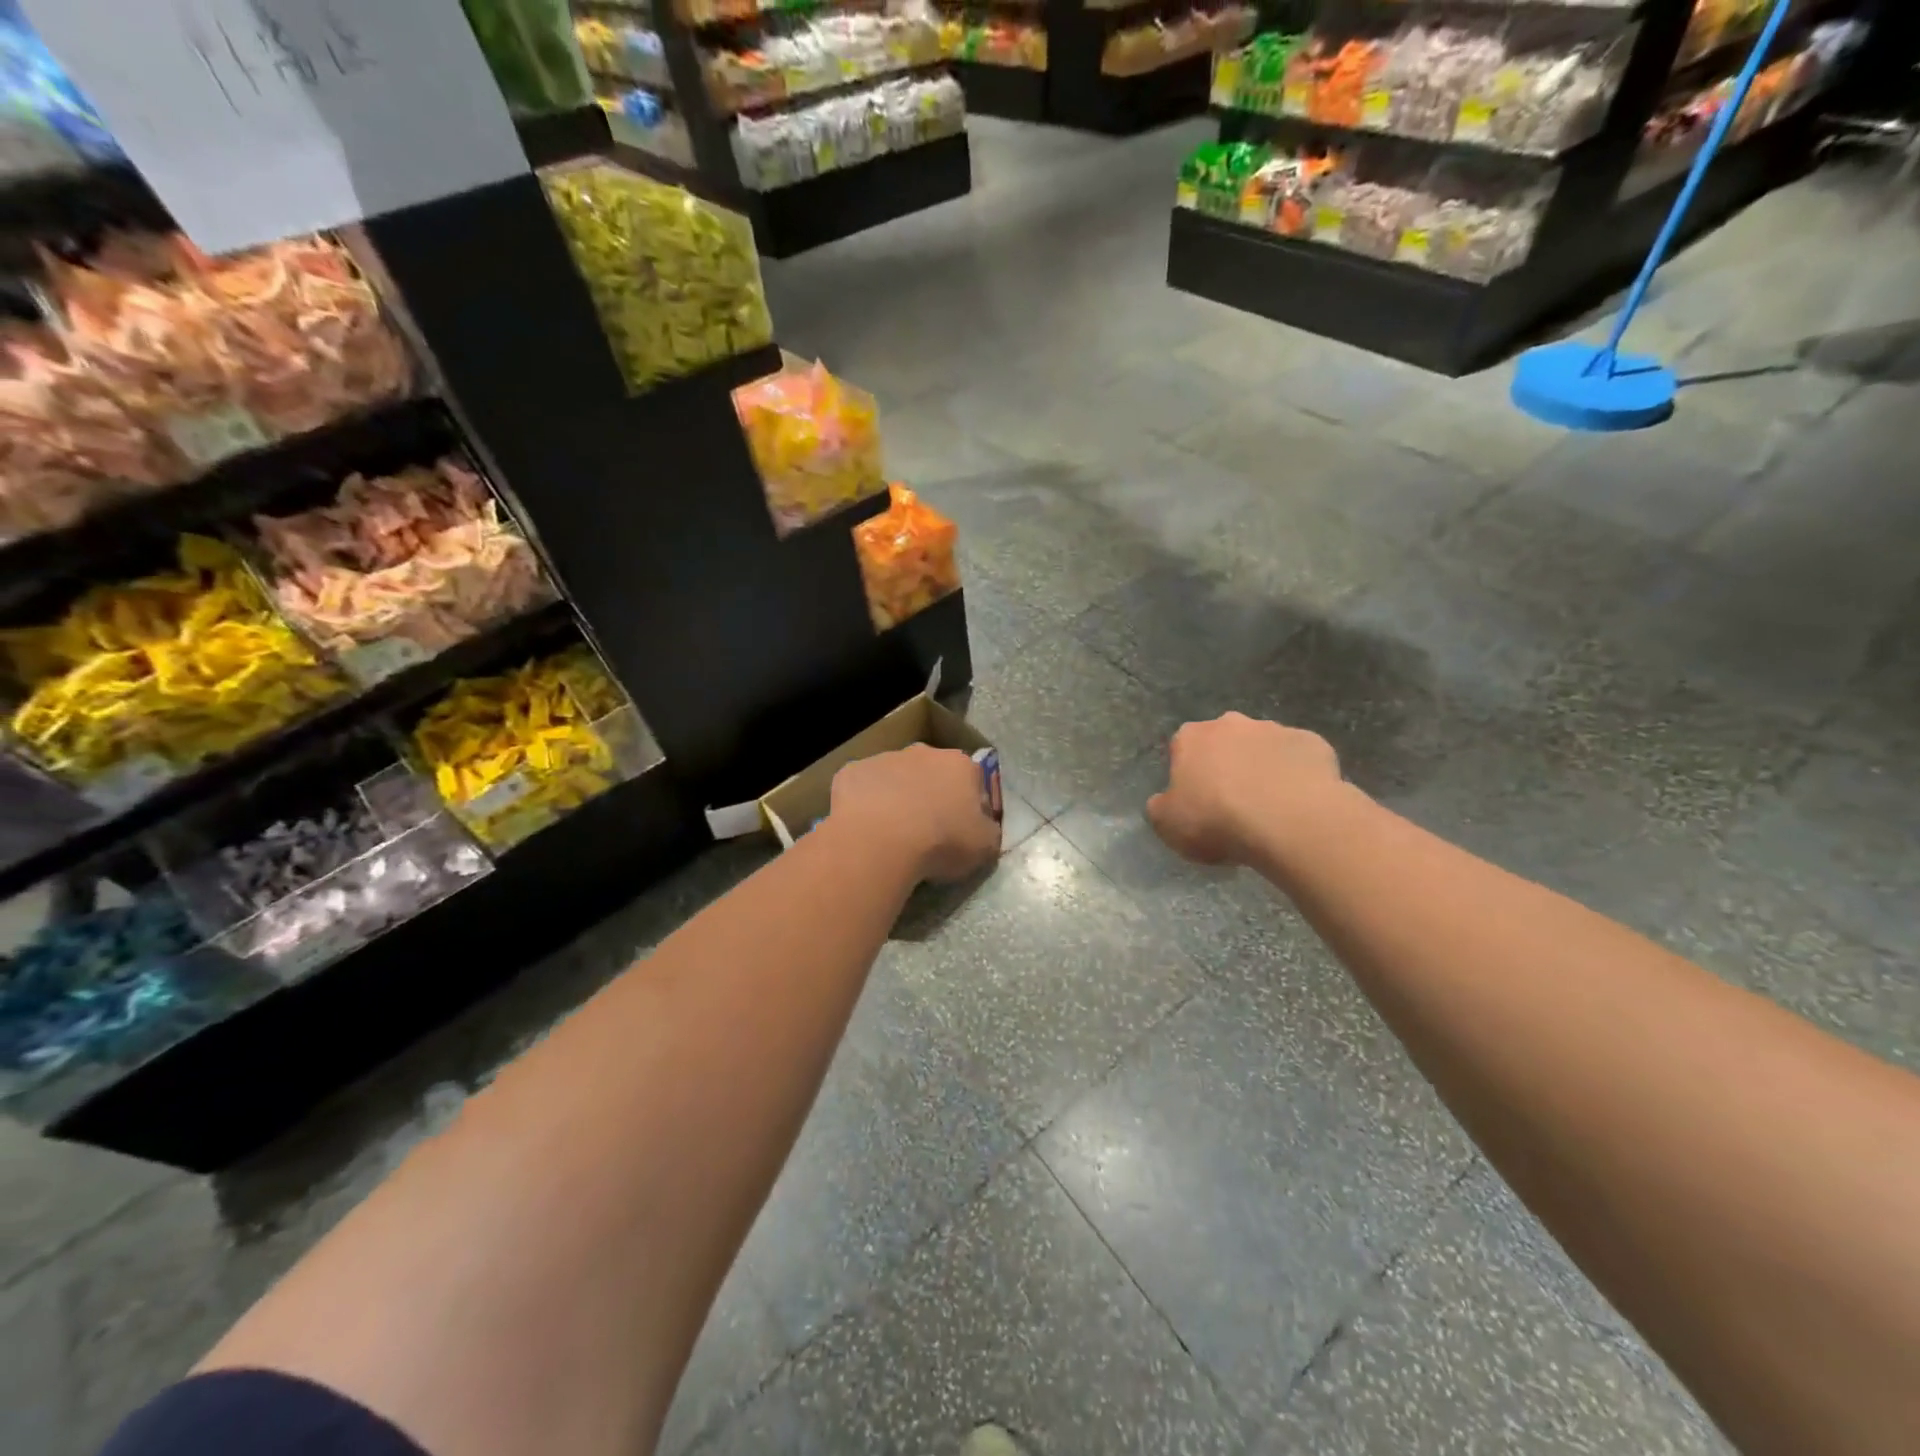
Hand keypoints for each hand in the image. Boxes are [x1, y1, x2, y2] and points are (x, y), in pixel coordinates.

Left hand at [830, 744, 1001, 882]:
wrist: (881, 840)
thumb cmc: (941, 841)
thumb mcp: (985, 847)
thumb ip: (989, 831)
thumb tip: (983, 827)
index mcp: (961, 765)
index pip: (974, 781)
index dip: (970, 806)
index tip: (962, 830)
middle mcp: (924, 752)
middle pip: (933, 773)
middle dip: (931, 795)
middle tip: (926, 831)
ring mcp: (884, 758)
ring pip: (895, 777)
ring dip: (896, 797)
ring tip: (891, 833)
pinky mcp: (852, 771)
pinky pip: (863, 787)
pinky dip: (865, 803)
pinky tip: (864, 828)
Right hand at [1147, 713, 1344, 866]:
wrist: (1288, 820)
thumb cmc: (1217, 820)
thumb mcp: (1167, 824)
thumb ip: (1161, 807)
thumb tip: (1166, 801)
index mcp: (1191, 737)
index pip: (1182, 748)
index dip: (1189, 775)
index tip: (1197, 802)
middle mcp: (1231, 723)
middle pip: (1225, 743)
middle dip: (1228, 765)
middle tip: (1233, 804)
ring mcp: (1276, 730)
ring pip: (1264, 748)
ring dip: (1264, 769)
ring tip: (1271, 808)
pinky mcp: (1313, 743)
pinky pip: (1300, 759)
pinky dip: (1298, 776)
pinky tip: (1299, 804)